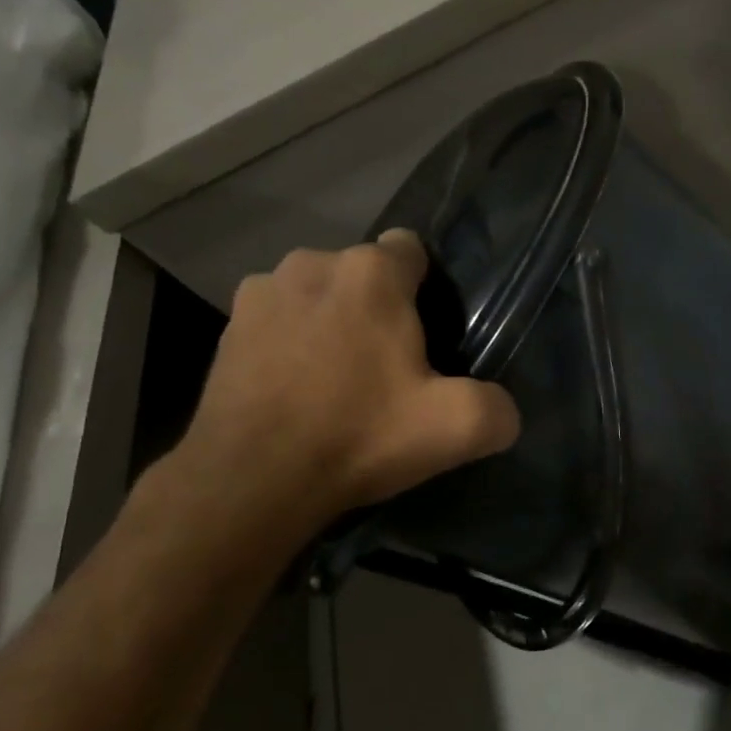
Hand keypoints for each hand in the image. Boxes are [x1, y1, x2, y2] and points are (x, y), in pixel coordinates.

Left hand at [169, 231, 520, 554]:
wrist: (251, 481)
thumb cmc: (359, 436)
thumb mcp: (456, 428)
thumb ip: (498, 408)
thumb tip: (503, 409)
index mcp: (371, 273)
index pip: (412, 249)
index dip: (427, 289)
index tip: (429, 335)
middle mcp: (312, 263)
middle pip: (364, 274)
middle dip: (380, 308)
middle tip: (388, 368)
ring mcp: (261, 292)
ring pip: (318, 294)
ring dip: (332, 320)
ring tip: (337, 379)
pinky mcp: (228, 328)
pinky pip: (278, 320)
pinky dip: (291, 342)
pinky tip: (295, 389)